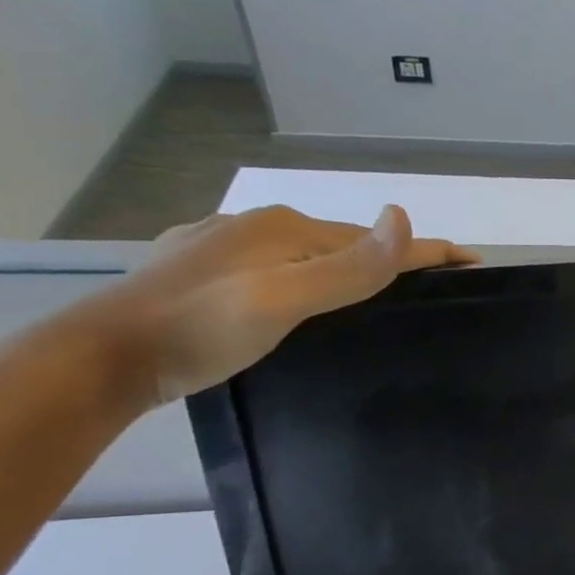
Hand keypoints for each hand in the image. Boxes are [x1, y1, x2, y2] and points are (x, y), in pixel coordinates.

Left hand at [93, 204, 477, 407]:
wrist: (102, 357)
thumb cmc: (201, 329)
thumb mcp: (284, 300)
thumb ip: (348, 267)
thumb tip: (403, 217)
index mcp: (284, 229)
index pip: (375, 240)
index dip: (427, 250)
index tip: (473, 261)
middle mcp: (256, 227)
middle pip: (342, 243)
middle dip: (389, 257)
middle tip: (431, 283)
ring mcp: (224, 246)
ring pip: (305, 255)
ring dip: (346, 267)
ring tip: (374, 292)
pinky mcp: (200, 269)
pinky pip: (274, 267)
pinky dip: (306, 276)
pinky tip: (299, 294)